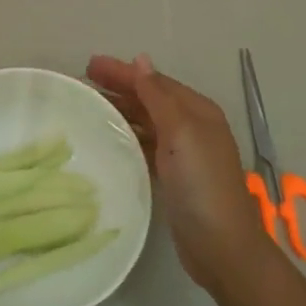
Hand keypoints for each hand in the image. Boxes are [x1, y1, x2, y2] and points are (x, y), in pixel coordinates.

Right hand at [86, 53, 271, 295]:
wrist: (221, 246)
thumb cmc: (201, 183)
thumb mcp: (181, 132)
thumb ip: (158, 96)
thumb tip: (142, 59)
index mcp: (197, 110)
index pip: (154, 82)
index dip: (123, 72)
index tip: (89, 64)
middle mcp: (192, 126)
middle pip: (149, 99)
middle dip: (119, 87)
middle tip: (83, 80)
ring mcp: (183, 153)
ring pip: (146, 121)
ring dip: (120, 111)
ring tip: (88, 106)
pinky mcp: (173, 176)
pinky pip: (145, 145)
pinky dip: (127, 136)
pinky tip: (107, 139)